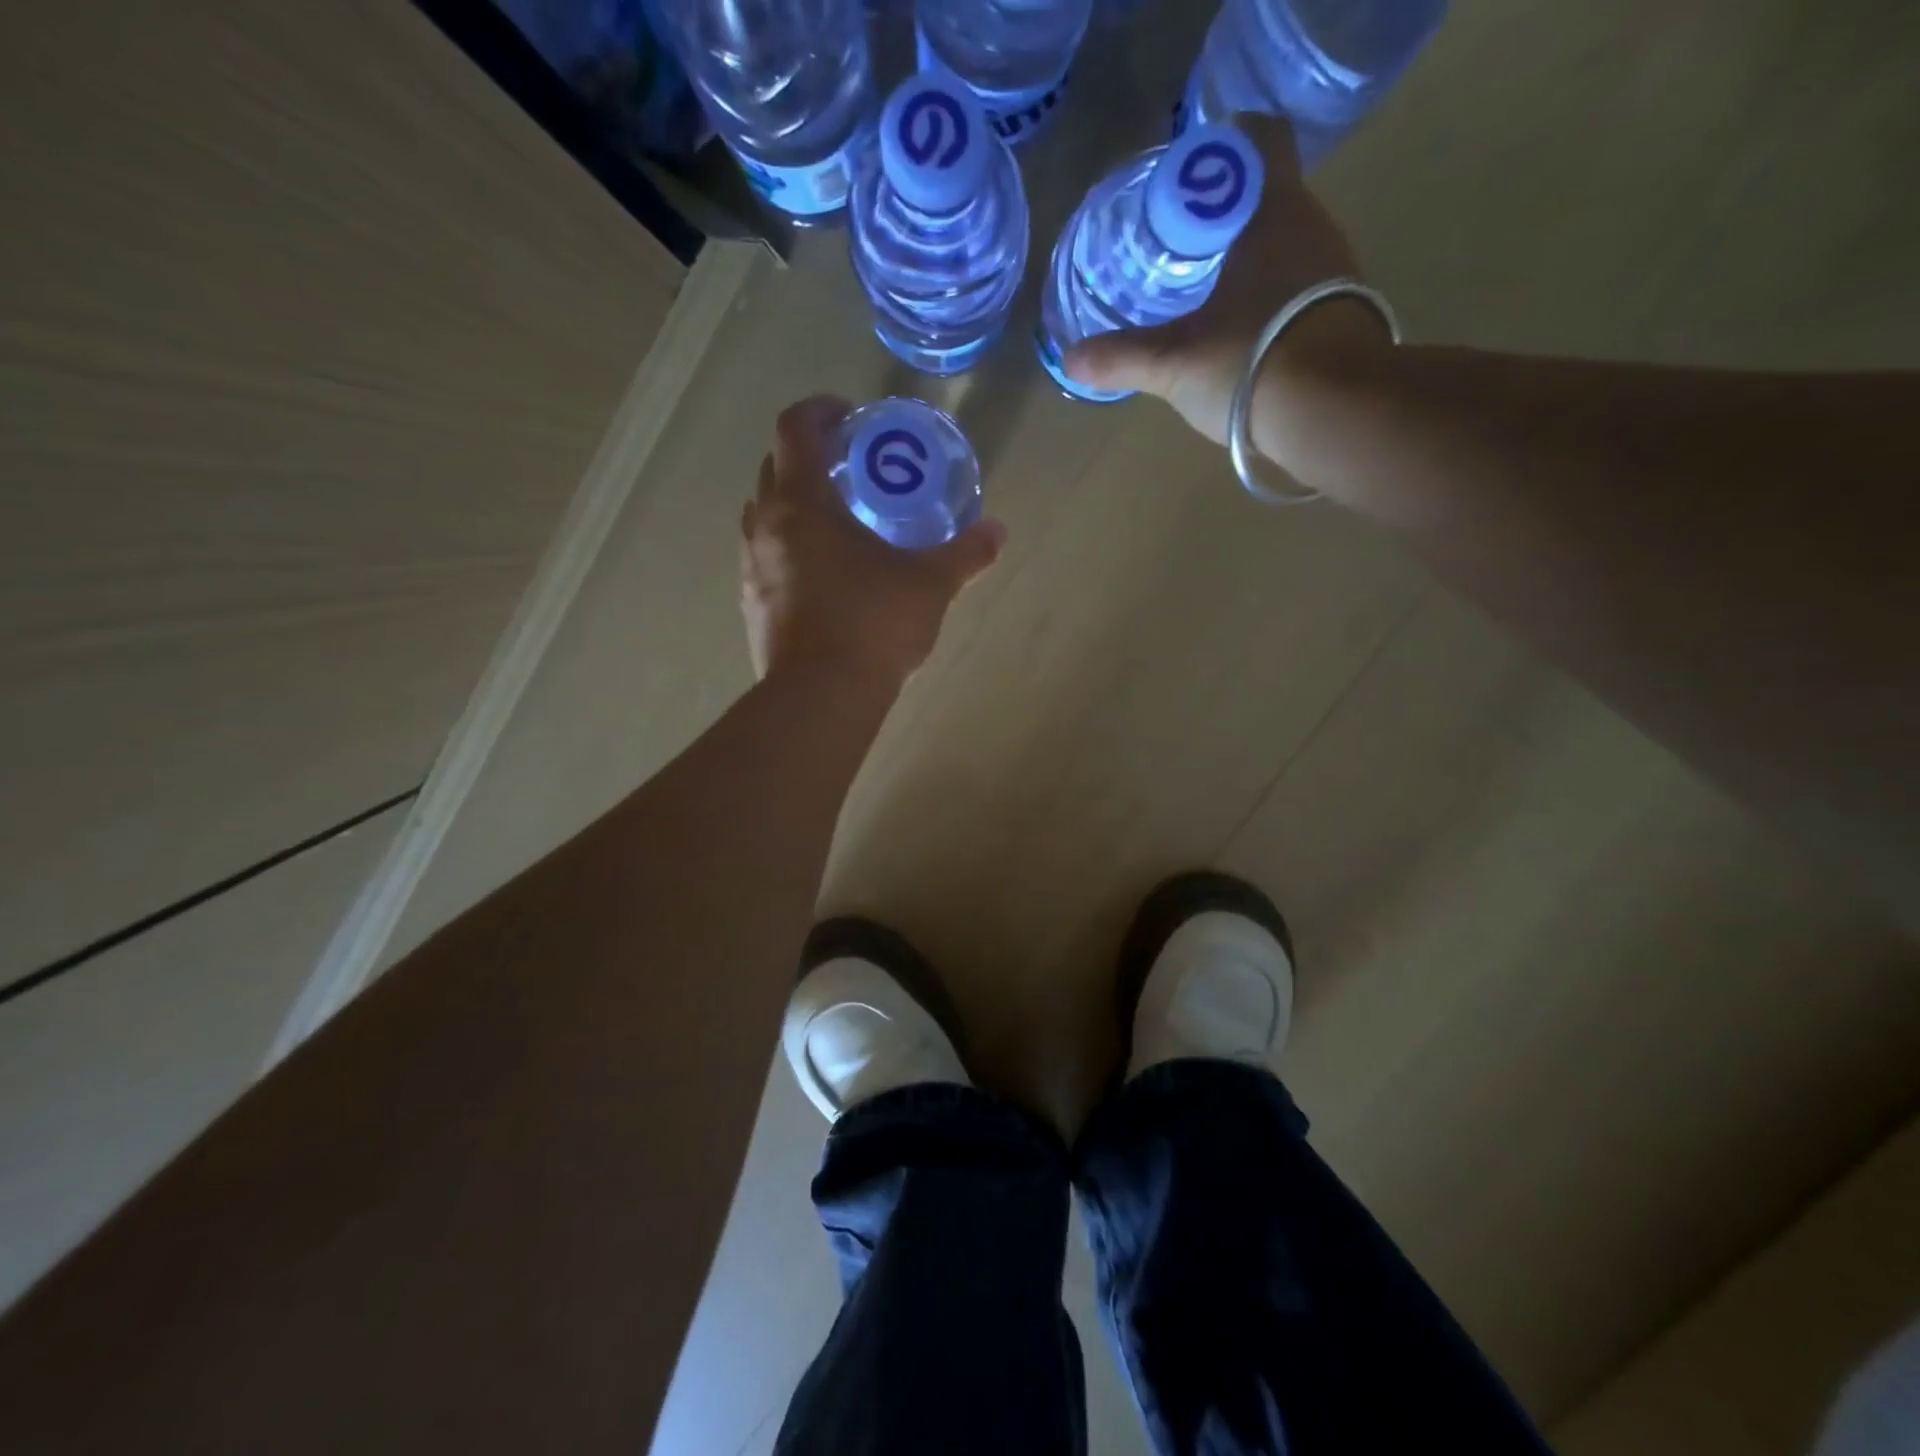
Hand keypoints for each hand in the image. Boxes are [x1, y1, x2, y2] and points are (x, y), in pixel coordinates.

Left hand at [740, 396, 1006, 685]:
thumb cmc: (873, 626)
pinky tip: (824, 576)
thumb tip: (998, 532)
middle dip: (809, 457)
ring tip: (838, 523)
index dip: (821, 410)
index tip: (850, 416)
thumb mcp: (930, 585)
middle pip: (775, 467)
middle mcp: (765, 525)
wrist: (820, 698)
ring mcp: (750, 567)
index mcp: (801, 502)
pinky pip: (765, 558)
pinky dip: (789, 549)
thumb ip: (965, 553)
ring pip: (765, 515)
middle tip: (850, 470)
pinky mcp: (750, 605)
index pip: (796, 427)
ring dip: (795, 505)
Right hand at [1062, 114, 1389, 444]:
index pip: (1259, 143)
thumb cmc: (1251, 363)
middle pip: (1269, 198)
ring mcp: (1336, 274)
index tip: (1186, 179)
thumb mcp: (1173, 362)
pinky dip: (1269, 298)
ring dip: (1248, 260)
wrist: (1334, 414)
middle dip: (1225, 215)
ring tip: (1204, 293)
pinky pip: (1300, 289)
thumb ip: (1121, 358)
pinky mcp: (1343, 317)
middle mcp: (1313, 230)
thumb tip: (1069, 360)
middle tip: (1178, 245)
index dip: (1223, 148)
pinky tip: (1240, 333)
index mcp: (1274, 215)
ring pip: (1286, 246)